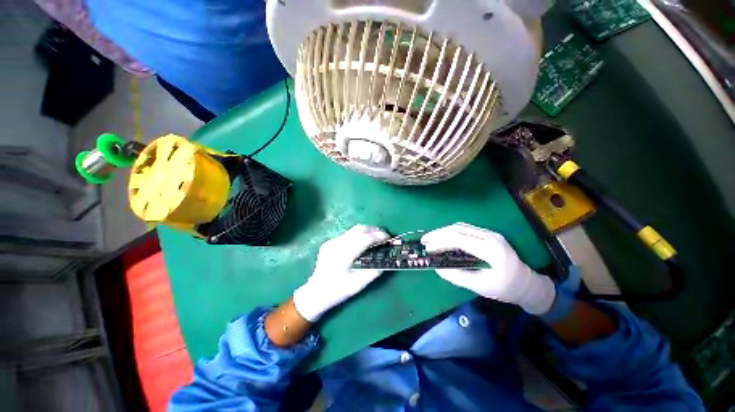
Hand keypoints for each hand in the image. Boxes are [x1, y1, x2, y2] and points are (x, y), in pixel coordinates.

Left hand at [293, 225, 389, 321]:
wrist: (315, 293)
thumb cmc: (337, 291)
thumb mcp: (358, 285)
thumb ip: (373, 272)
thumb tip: (386, 260)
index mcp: (343, 254)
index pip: (364, 238)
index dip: (378, 236)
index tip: (388, 237)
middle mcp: (336, 244)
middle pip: (358, 229)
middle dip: (373, 230)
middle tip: (383, 236)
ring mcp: (331, 242)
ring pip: (352, 230)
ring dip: (366, 232)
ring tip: (375, 238)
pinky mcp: (329, 242)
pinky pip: (347, 235)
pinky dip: (357, 236)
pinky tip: (361, 244)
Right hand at [421, 223, 555, 314]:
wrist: (528, 283)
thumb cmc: (507, 288)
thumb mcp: (482, 287)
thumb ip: (458, 277)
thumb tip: (438, 268)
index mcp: (491, 250)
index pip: (459, 239)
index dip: (440, 242)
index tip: (427, 249)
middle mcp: (490, 236)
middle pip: (458, 229)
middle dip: (438, 233)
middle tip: (424, 241)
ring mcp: (490, 233)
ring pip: (460, 227)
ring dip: (443, 231)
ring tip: (430, 239)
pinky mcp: (487, 235)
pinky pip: (465, 230)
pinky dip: (451, 233)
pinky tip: (443, 239)